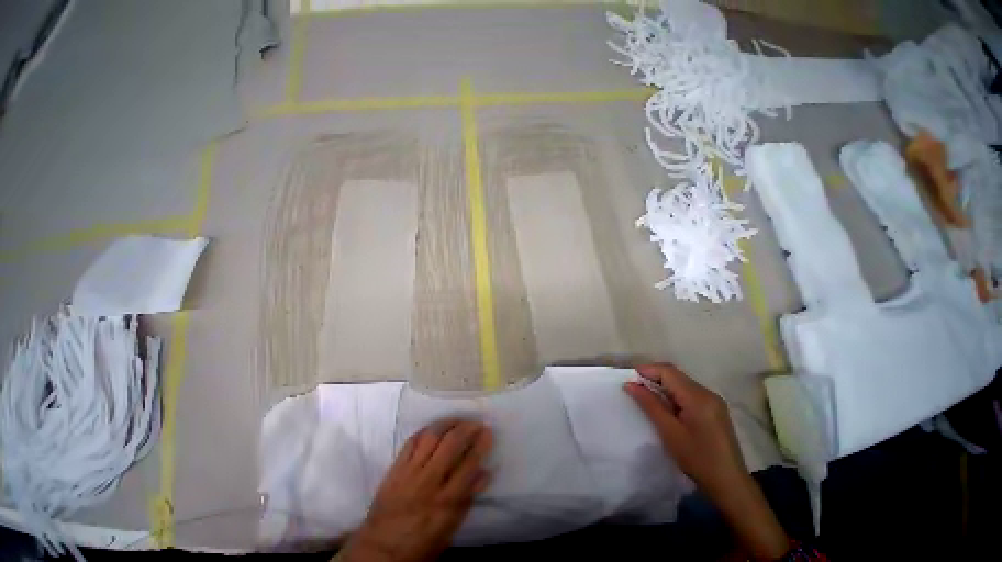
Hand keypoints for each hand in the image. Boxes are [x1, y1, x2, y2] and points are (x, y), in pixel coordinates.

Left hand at [341, 419, 492, 561]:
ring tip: (459, 419)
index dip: (481, 444)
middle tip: (476, 423)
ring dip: (448, 423)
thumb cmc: (420, 543)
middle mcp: (428, 481)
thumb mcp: (449, 529)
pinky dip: (426, 430)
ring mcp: (410, 472)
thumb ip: (467, 499)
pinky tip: (436, 427)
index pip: (469, 464)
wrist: (379, 551)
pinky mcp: (395, 468)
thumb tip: (486, 472)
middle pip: (451, 444)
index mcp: (445, 501)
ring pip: (432, 436)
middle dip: (467, 428)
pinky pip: (412, 440)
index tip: (488, 432)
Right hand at [624, 364, 788, 559]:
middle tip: (632, 389)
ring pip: (679, 384)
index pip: (667, 371)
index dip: (646, 370)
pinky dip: (669, 395)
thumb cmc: (699, 462)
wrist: (731, 487)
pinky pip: (685, 394)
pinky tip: (662, 409)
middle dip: (651, 377)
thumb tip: (630, 384)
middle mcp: (706, 394)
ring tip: (643, 399)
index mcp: (698, 397)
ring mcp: (711, 403)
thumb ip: (649, 405)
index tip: (627, 379)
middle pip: (673, 375)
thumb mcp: (669, 433)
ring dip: (660, 387)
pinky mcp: (711, 412)